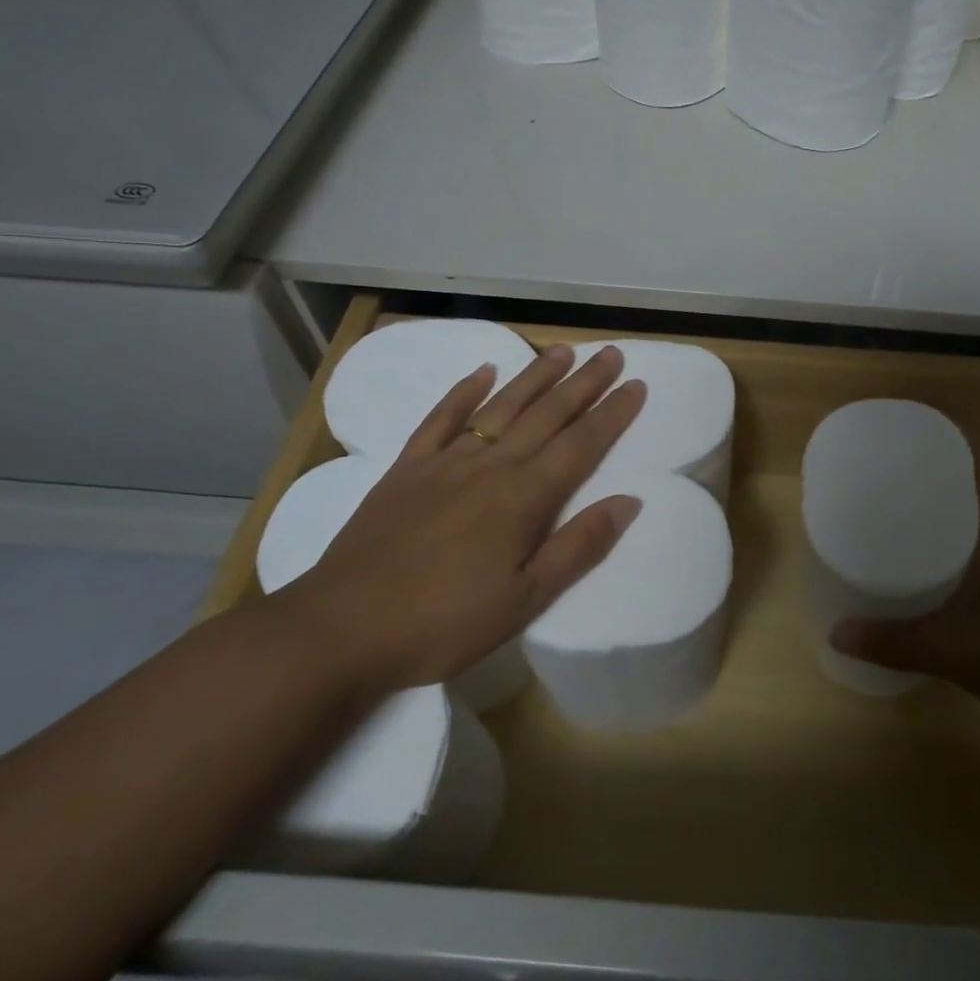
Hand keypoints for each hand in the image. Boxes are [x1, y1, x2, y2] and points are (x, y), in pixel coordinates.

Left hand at [273, 344, 646, 696]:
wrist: (342, 629)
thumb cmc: (444, 622)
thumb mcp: (524, 600)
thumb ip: (578, 547)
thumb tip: (628, 502)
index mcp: (524, 498)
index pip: (581, 445)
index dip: (612, 414)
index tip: (637, 385)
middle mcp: (491, 466)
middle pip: (547, 415)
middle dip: (584, 383)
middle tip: (611, 353)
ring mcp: (446, 462)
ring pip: (501, 407)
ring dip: (535, 377)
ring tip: (562, 351)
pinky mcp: (407, 468)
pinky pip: (441, 419)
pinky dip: (463, 392)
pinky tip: (482, 372)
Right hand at [830, 441, 979, 748]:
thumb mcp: (954, 651)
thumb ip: (894, 642)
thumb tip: (836, 632)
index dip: (956, 431)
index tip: (915, 426)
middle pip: (974, 478)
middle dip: (933, 467)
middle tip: (885, 467)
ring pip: (976, 511)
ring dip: (942, 502)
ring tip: (894, 504)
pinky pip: (979, 542)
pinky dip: (952, 537)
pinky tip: (924, 558)